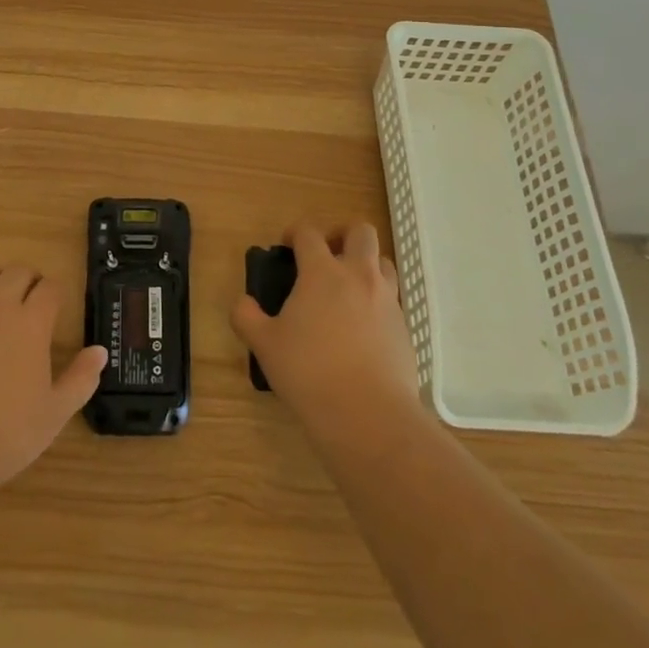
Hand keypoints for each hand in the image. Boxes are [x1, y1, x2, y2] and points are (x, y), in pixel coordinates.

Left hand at [0, 265, 107, 500]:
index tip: (56, 308)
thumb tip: (100, 351)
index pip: (50, 287)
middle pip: (17, 271)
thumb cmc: (4, 435)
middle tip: (29, 303)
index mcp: (31, 323)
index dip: (56, 293)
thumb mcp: (54, 414)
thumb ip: (81, 379)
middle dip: (28, 280)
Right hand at [231, 223, 422, 440]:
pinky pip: (393, 300)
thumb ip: (246, 317)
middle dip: (343, 235)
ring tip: (347, 290)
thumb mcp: (265, 346)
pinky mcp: (405, 329)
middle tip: (327, 256)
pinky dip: (378, 302)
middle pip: (361, 232)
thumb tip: (243, 302)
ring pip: (384, 262)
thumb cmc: (310, 372)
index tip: (286, 246)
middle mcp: (358, 276)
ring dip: (366, 265)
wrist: (370, 415)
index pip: (309, 233)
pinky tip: (362, 329)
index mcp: (322, 272)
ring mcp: (387, 301)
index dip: (295, 233)